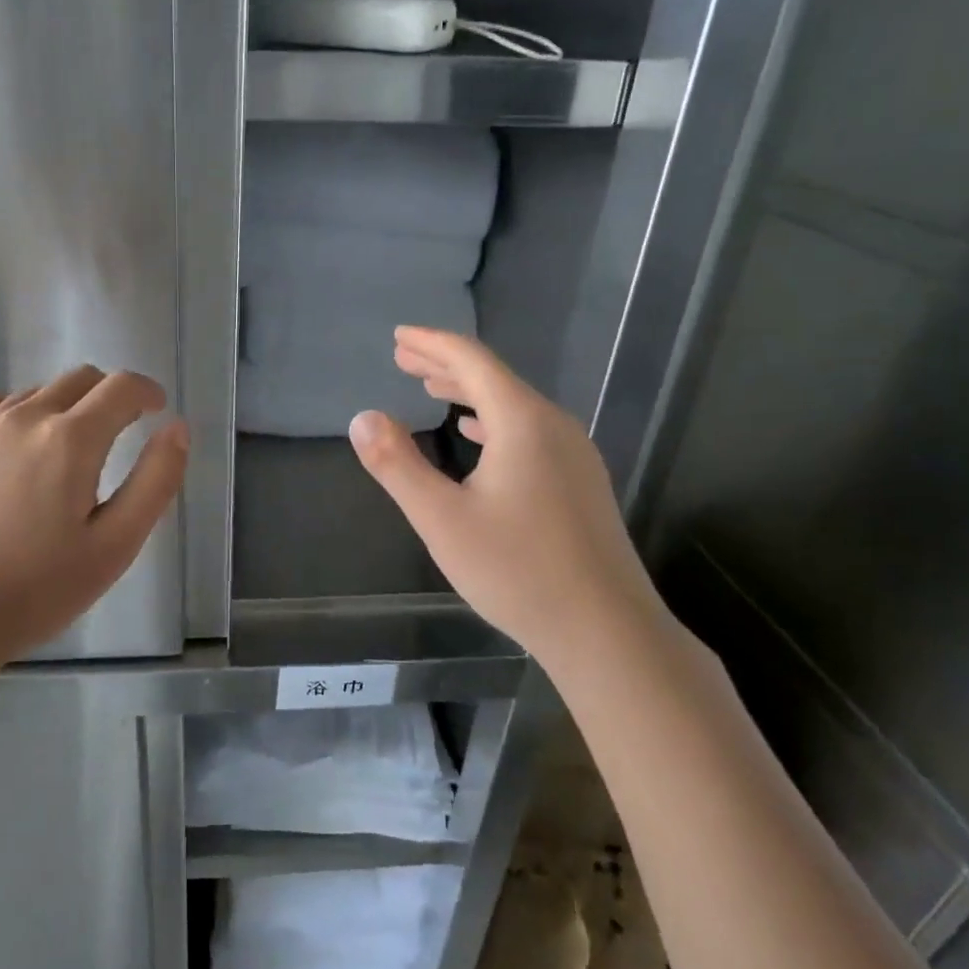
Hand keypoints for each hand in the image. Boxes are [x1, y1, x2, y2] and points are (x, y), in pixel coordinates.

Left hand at [0, 367, 188, 667]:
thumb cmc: (36, 590)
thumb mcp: (115, 546)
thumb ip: (155, 481)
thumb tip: (176, 428)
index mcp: (70, 440)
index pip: (121, 388)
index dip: (147, 392)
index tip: (156, 409)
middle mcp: (24, 416)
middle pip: (79, 379)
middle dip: (109, 396)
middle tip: (118, 433)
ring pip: (37, 392)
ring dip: (64, 407)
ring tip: (65, 453)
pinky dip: (19, 413)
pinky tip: (16, 451)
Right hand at [348, 327, 666, 660]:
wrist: (606, 630)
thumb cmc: (517, 571)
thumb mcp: (441, 519)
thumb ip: (398, 465)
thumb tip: (363, 418)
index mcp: (523, 422)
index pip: (472, 362)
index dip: (432, 344)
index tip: (399, 337)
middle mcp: (554, 426)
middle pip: (494, 378)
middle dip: (446, 364)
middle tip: (404, 357)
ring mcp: (574, 454)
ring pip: (513, 405)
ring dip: (468, 392)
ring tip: (430, 387)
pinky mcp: (580, 482)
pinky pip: (529, 430)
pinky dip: (492, 421)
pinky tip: (475, 434)